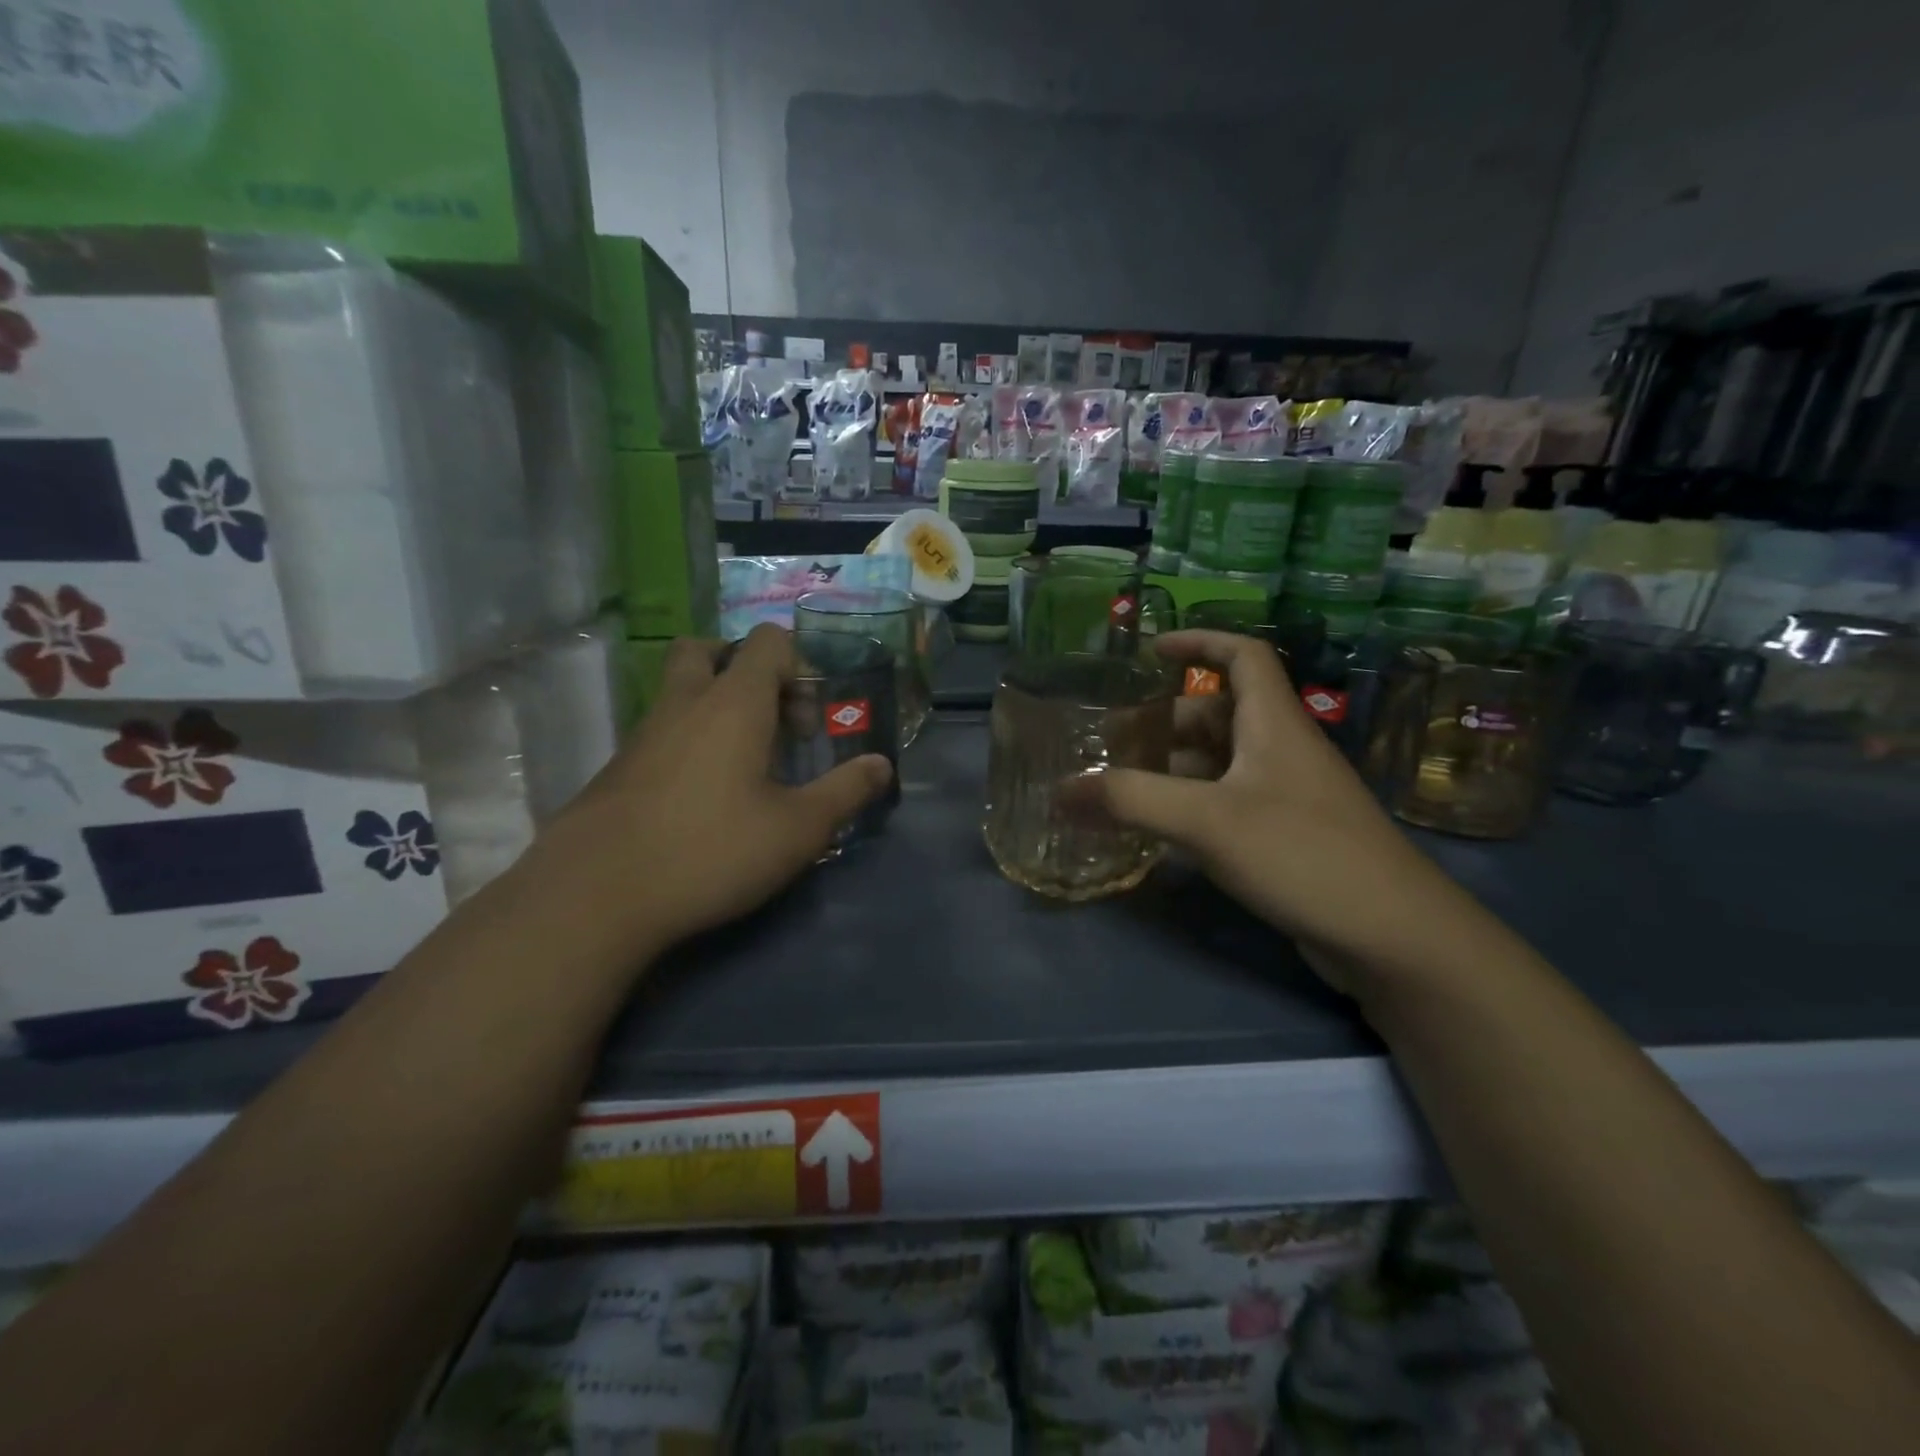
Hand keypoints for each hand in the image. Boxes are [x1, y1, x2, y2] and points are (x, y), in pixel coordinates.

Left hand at [535, 626, 893, 955]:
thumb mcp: (798, 829)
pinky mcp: (618, 768)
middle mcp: (684, 704)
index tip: (808, 722)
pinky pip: (660, 732)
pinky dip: (688, 743)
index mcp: (733, 702)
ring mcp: (643, 734)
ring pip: (679, 692)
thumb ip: (845, 792)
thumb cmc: (712, 850)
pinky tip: (702, 800)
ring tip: (743, 765)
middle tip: (769, 718)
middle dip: (743, 669)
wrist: (596, 895)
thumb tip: (882, 766)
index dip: (798, 666)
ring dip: (714, 709)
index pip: (767, 641)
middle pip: (707, 649)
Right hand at [1085, 630, 1469, 986]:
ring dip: (1171, 768)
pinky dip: (1190, 805)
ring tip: (1121, 788)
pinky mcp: (1288, 837)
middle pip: (1218, 714)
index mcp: (1273, 723)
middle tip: (1110, 743)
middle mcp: (1281, 750)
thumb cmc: (1302, 854)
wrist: (1393, 936)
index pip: (1243, 655)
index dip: (1199, 642)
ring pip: (1220, 763)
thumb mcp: (1208, 820)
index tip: (1150, 651)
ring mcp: (1287, 796)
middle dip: (1163, 721)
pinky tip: (1160, 831)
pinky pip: (1228, 803)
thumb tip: (1060, 790)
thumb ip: (1131, 801)